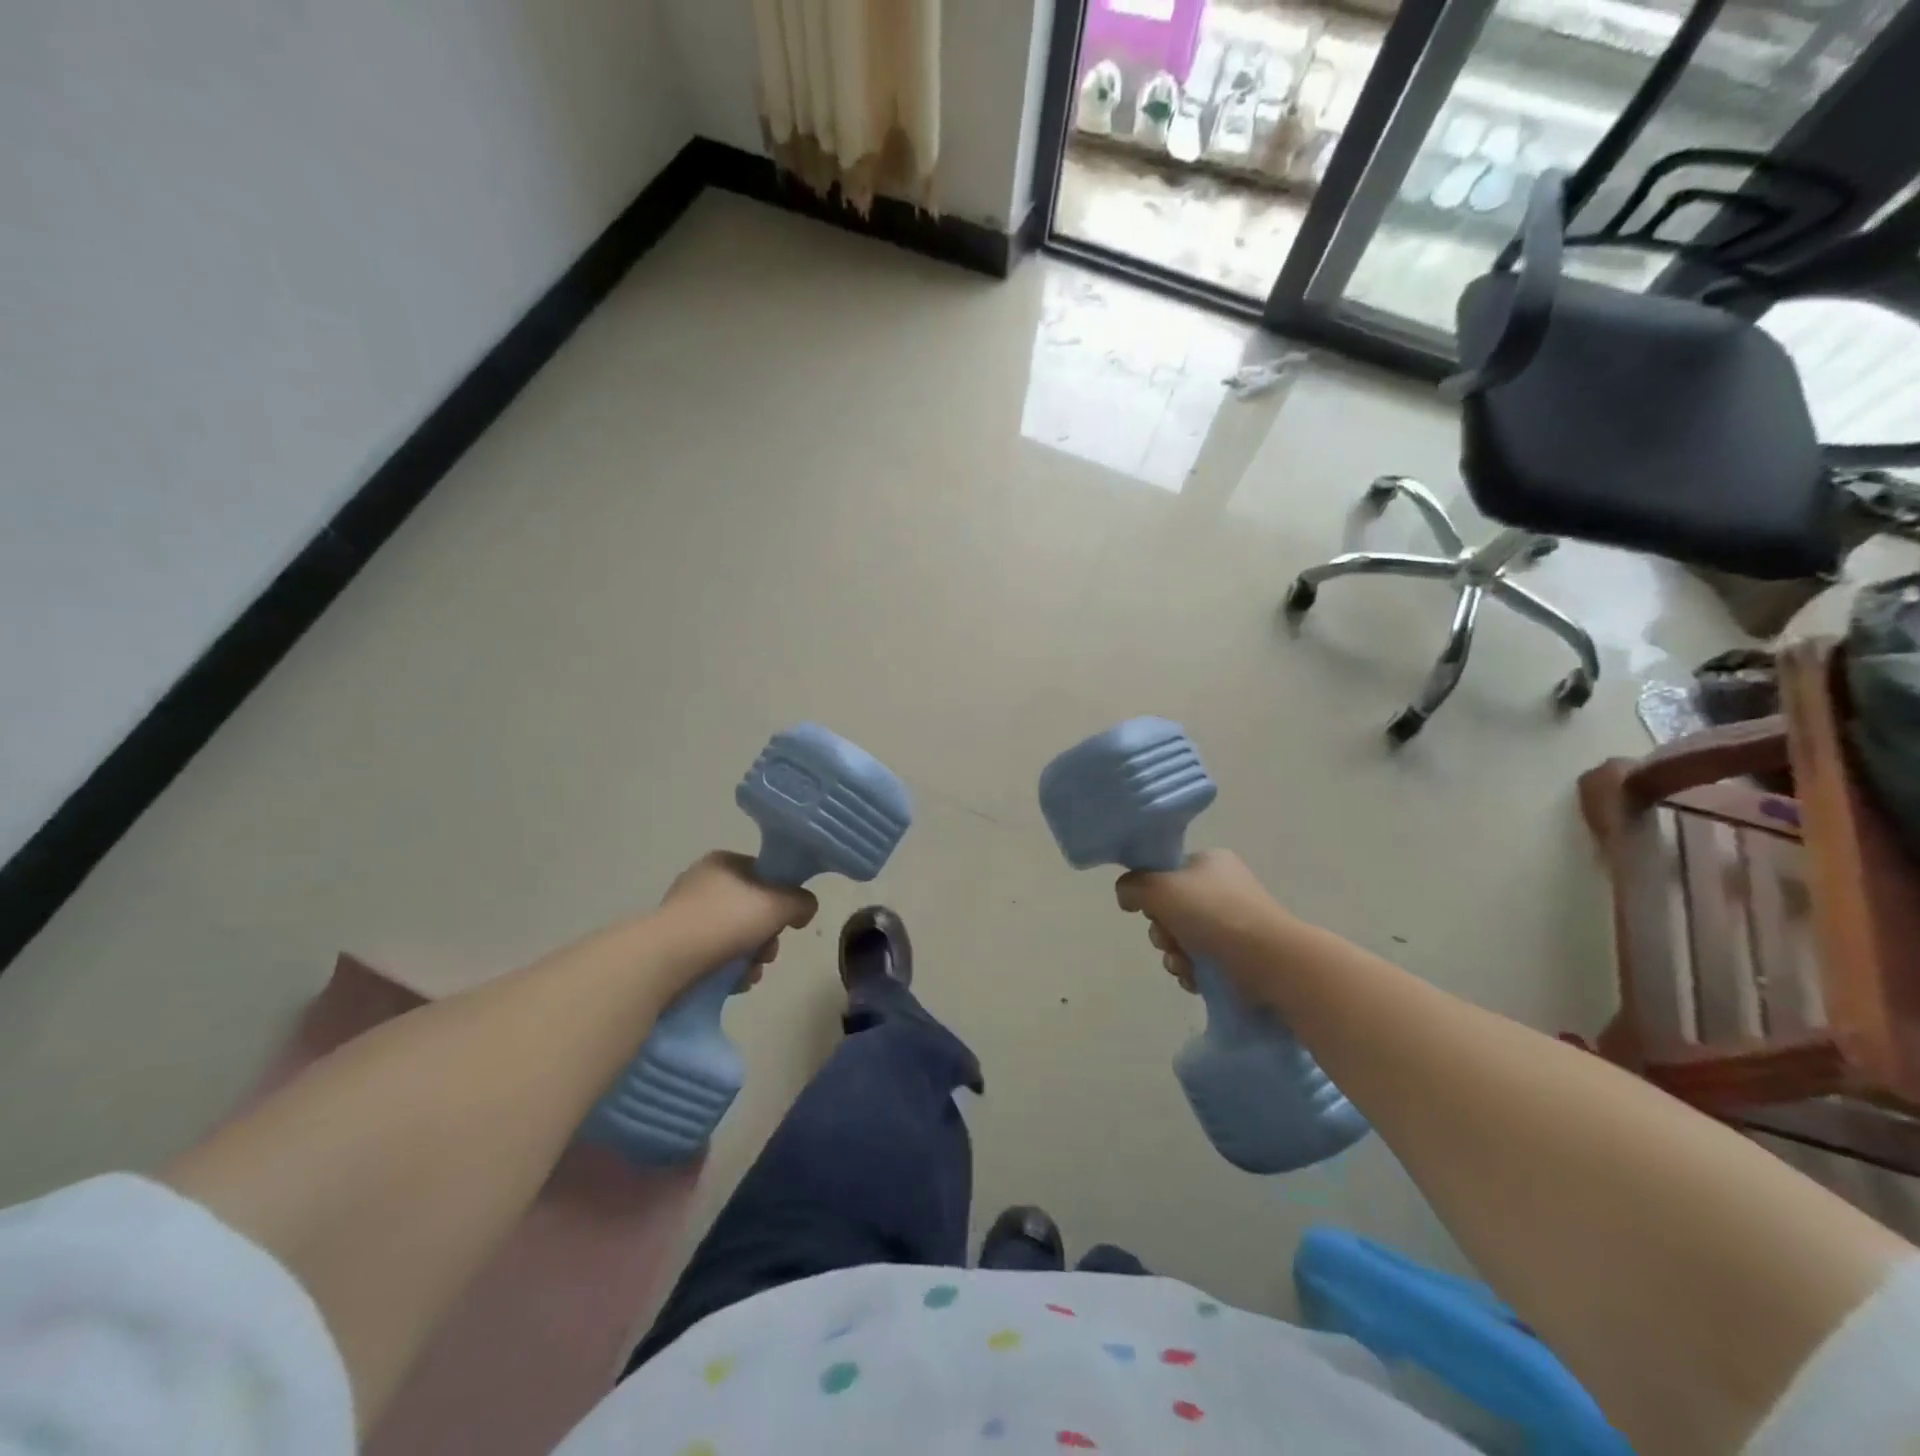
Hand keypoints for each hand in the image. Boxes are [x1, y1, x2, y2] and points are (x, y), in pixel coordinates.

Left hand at [653, 851, 817, 992]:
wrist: (665, 960)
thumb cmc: (725, 921)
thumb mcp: (778, 904)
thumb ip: (801, 902)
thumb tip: (805, 908)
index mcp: (723, 863)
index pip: (765, 874)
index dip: (782, 897)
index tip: (788, 921)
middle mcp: (702, 884)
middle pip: (752, 909)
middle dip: (767, 936)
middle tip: (768, 952)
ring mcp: (685, 916)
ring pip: (735, 936)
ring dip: (751, 957)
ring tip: (750, 974)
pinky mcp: (674, 948)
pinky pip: (714, 956)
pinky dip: (729, 970)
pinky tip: (734, 983)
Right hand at [1114, 849, 1287, 995]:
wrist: (1271, 962)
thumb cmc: (1215, 915)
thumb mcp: (1160, 888)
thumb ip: (1133, 886)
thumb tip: (1126, 895)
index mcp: (1209, 863)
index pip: (1166, 873)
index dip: (1151, 894)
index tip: (1151, 910)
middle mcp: (1223, 889)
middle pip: (1170, 910)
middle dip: (1162, 932)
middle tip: (1169, 941)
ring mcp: (1234, 924)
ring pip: (1182, 940)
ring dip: (1174, 956)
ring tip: (1185, 966)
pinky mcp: (1241, 956)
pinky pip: (1201, 962)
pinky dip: (1193, 972)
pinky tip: (1197, 978)